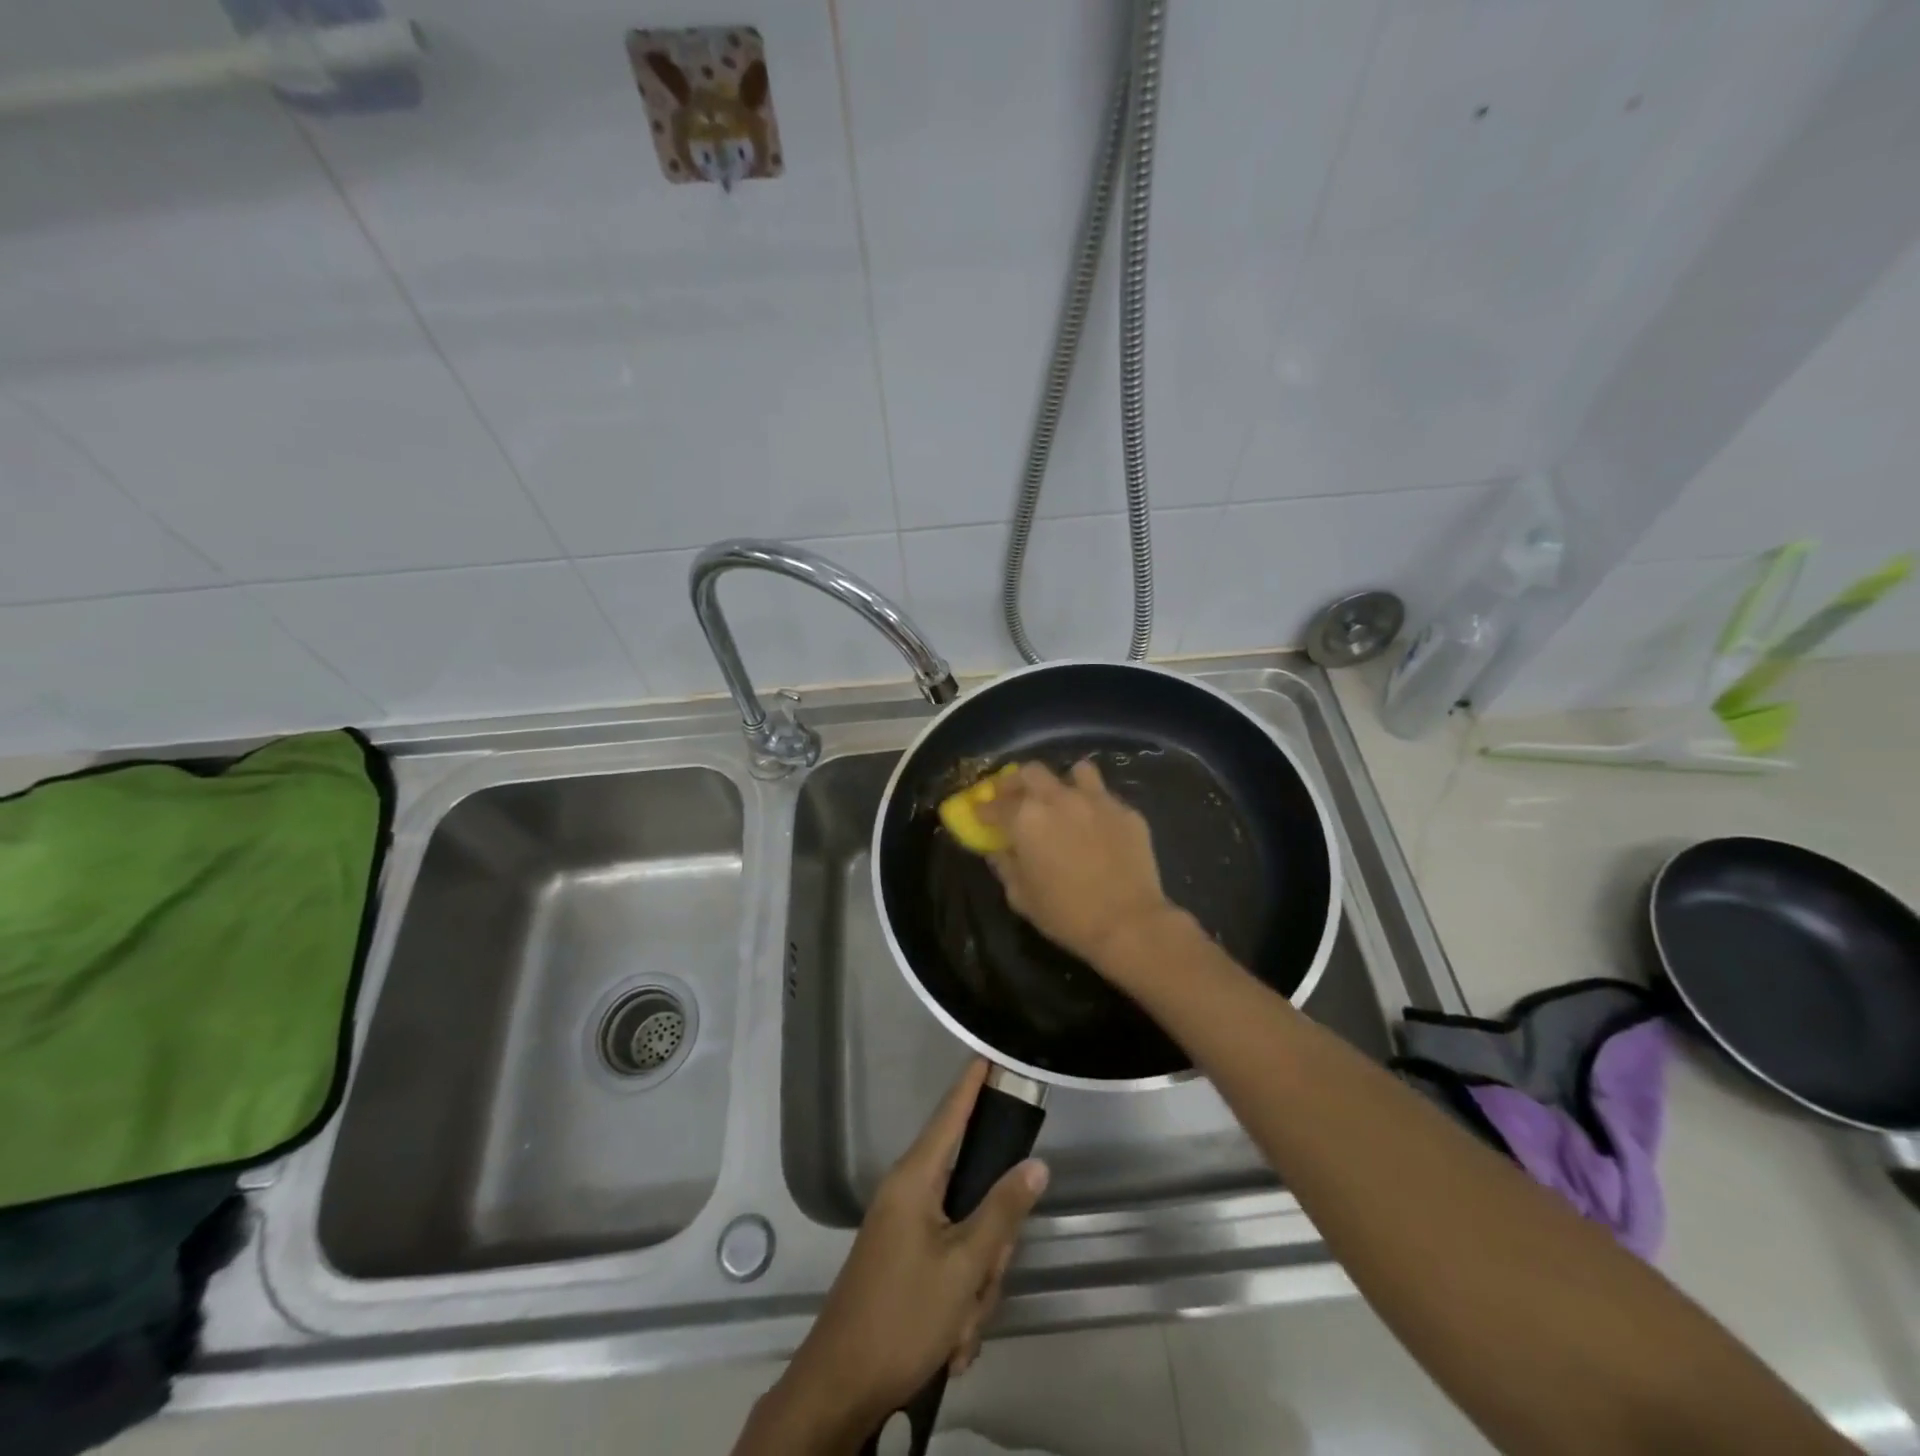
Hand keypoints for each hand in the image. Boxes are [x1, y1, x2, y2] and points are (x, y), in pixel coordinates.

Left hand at [741, 1061, 1048, 1453]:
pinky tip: (951, 1339)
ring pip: (966, 1235)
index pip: (950, 1115)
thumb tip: (1035, 1164)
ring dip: (975, 1282)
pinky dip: (959, 1300)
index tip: (988, 1052)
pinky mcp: (904, 1259)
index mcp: (916, 1179)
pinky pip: (950, 1263)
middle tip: (984, 1278)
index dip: (971, 1084)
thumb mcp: (963, 1267)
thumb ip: (1002, 1210)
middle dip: (989, 1241)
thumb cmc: (902, 1314)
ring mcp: (904, 1228)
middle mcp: (908, 1193)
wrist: (841, 1387)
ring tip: (960, 1324)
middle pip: (972, 1190)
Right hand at [976, 760, 1179, 971]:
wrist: (1129, 923)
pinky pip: (1105, 797)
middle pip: (1030, 772)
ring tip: (1062, 800)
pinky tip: (1096, 826)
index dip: (983, 809)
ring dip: (1063, 782)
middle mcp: (1059, 799)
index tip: (980, 814)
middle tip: (1013, 797)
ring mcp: (1097, 800)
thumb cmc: (1066, 914)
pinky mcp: (1127, 811)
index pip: (996, 804)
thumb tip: (997, 849)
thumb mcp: (1021, 896)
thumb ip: (1005, 865)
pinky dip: (1094, 805)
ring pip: (1076, 771)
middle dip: (1016, 782)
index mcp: (1026, 818)